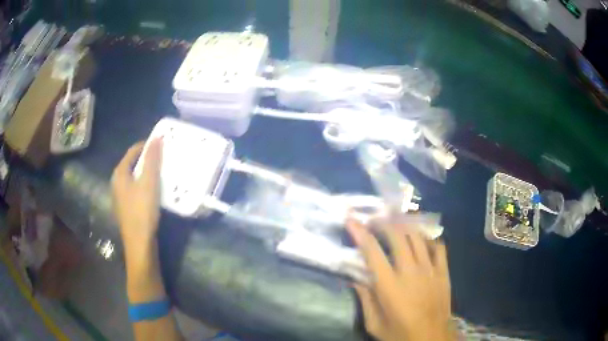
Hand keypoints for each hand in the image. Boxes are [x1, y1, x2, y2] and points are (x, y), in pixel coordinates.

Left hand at [112, 139, 162, 254]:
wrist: (139, 243)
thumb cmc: (142, 211)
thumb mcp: (149, 182)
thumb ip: (152, 160)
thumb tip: (157, 138)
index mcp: (119, 173)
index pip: (133, 151)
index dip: (147, 145)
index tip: (163, 144)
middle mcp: (117, 182)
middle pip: (133, 164)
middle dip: (148, 159)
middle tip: (164, 159)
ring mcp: (121, 196)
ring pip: (135, 177)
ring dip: (148, 173)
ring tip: (163, 173)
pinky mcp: (127, 207)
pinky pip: (136, 189)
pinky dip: (146, 185)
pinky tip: (156, 191)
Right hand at [347, 218, 453, 340]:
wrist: (432, 338)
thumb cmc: (400, 333)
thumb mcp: (374, 323)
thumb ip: (364, 299)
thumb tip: (355, 278)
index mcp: (390, 286)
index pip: (372, 251)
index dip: (360, 232)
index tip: (351, 219)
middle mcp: (410, 271)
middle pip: (397, 236)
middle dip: (383, 223)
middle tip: (374, 221)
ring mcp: (430, 269)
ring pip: (418, 237)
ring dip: (405, 225)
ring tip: (396, 222)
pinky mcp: (443, 272)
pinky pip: (438, 246)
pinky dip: (429, 239)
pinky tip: (422, 239)